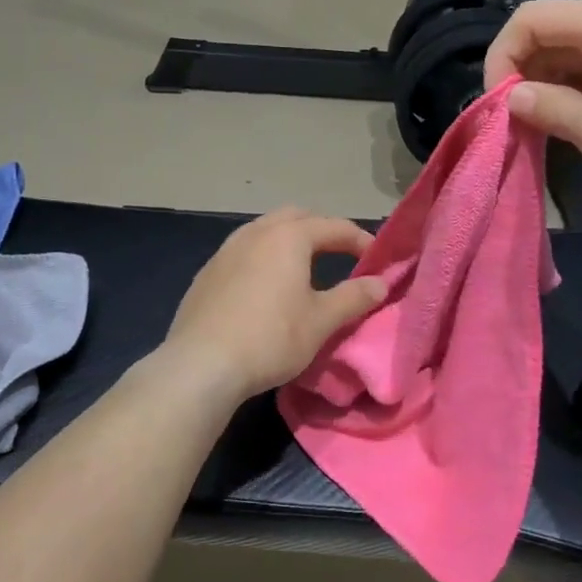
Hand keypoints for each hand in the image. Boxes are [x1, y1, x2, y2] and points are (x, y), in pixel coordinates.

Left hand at [162, 208, 387, 401]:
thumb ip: (354, 298)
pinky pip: (243, 252)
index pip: (334, 226)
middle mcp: (256, 232)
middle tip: (341, 254)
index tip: (377, 259)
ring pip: (265, 230)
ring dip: (290, 241)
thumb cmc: (271, 338)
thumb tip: (380, 283)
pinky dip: (264, 258)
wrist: (201, 364)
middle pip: (296, 217)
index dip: (360, 240)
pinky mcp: (207, 273)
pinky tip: (266, 287)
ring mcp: (226, 250)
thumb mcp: (321, 321)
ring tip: (304, 268)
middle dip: (322, 230)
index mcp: (289, 237)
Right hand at [484, 0, 581, 211]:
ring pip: (575, 53)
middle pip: (551, 32)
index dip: (501, 58)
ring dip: (549, 86)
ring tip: (542, 130)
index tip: (499, 106)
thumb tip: (512, 96)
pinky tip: (576, 125)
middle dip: (523, 73)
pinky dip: (577, 91)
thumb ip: (549, 108)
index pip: (529, 19)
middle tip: (516, 123)